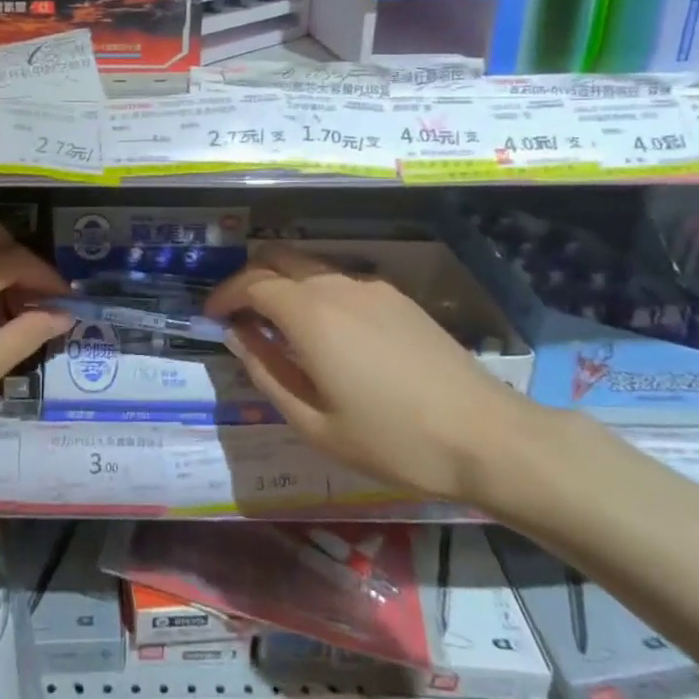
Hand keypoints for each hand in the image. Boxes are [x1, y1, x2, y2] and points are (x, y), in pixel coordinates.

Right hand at [205, 244, 545, 505]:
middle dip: (249, 279)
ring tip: (276, 324)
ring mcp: (370, 287)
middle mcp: (336, 286)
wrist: (486, 436)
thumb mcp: (315, 424)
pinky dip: (315, 291)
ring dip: (283, 283)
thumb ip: (267, 373)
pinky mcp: (397, 297)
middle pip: (278, 259)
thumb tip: (239, 338)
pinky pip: (340, 280)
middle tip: (238, 315)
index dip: (224, 295)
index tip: (211, 317)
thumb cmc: (393, 440)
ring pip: (310, 266)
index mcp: (310, 313)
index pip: (251, 283)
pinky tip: (325, 331)